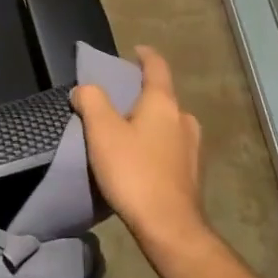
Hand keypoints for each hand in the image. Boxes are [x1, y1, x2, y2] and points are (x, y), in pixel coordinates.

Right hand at [73, 46, 206, 254]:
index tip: (134, 50)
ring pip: (166, 123)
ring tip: (124, 131)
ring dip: (147, 121)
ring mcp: (192, 147)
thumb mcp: (102, 131)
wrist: (169, 227)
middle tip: (116, 99)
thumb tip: (85, 89)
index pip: (157, 67)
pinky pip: (169, 146)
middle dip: (140, 94)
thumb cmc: (134, 172)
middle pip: (161, 96)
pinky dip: (154, 143)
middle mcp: (184, 119)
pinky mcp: (191, 173)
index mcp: (164, 103)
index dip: (145, 55)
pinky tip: (138, 159)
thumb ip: (91, 101)